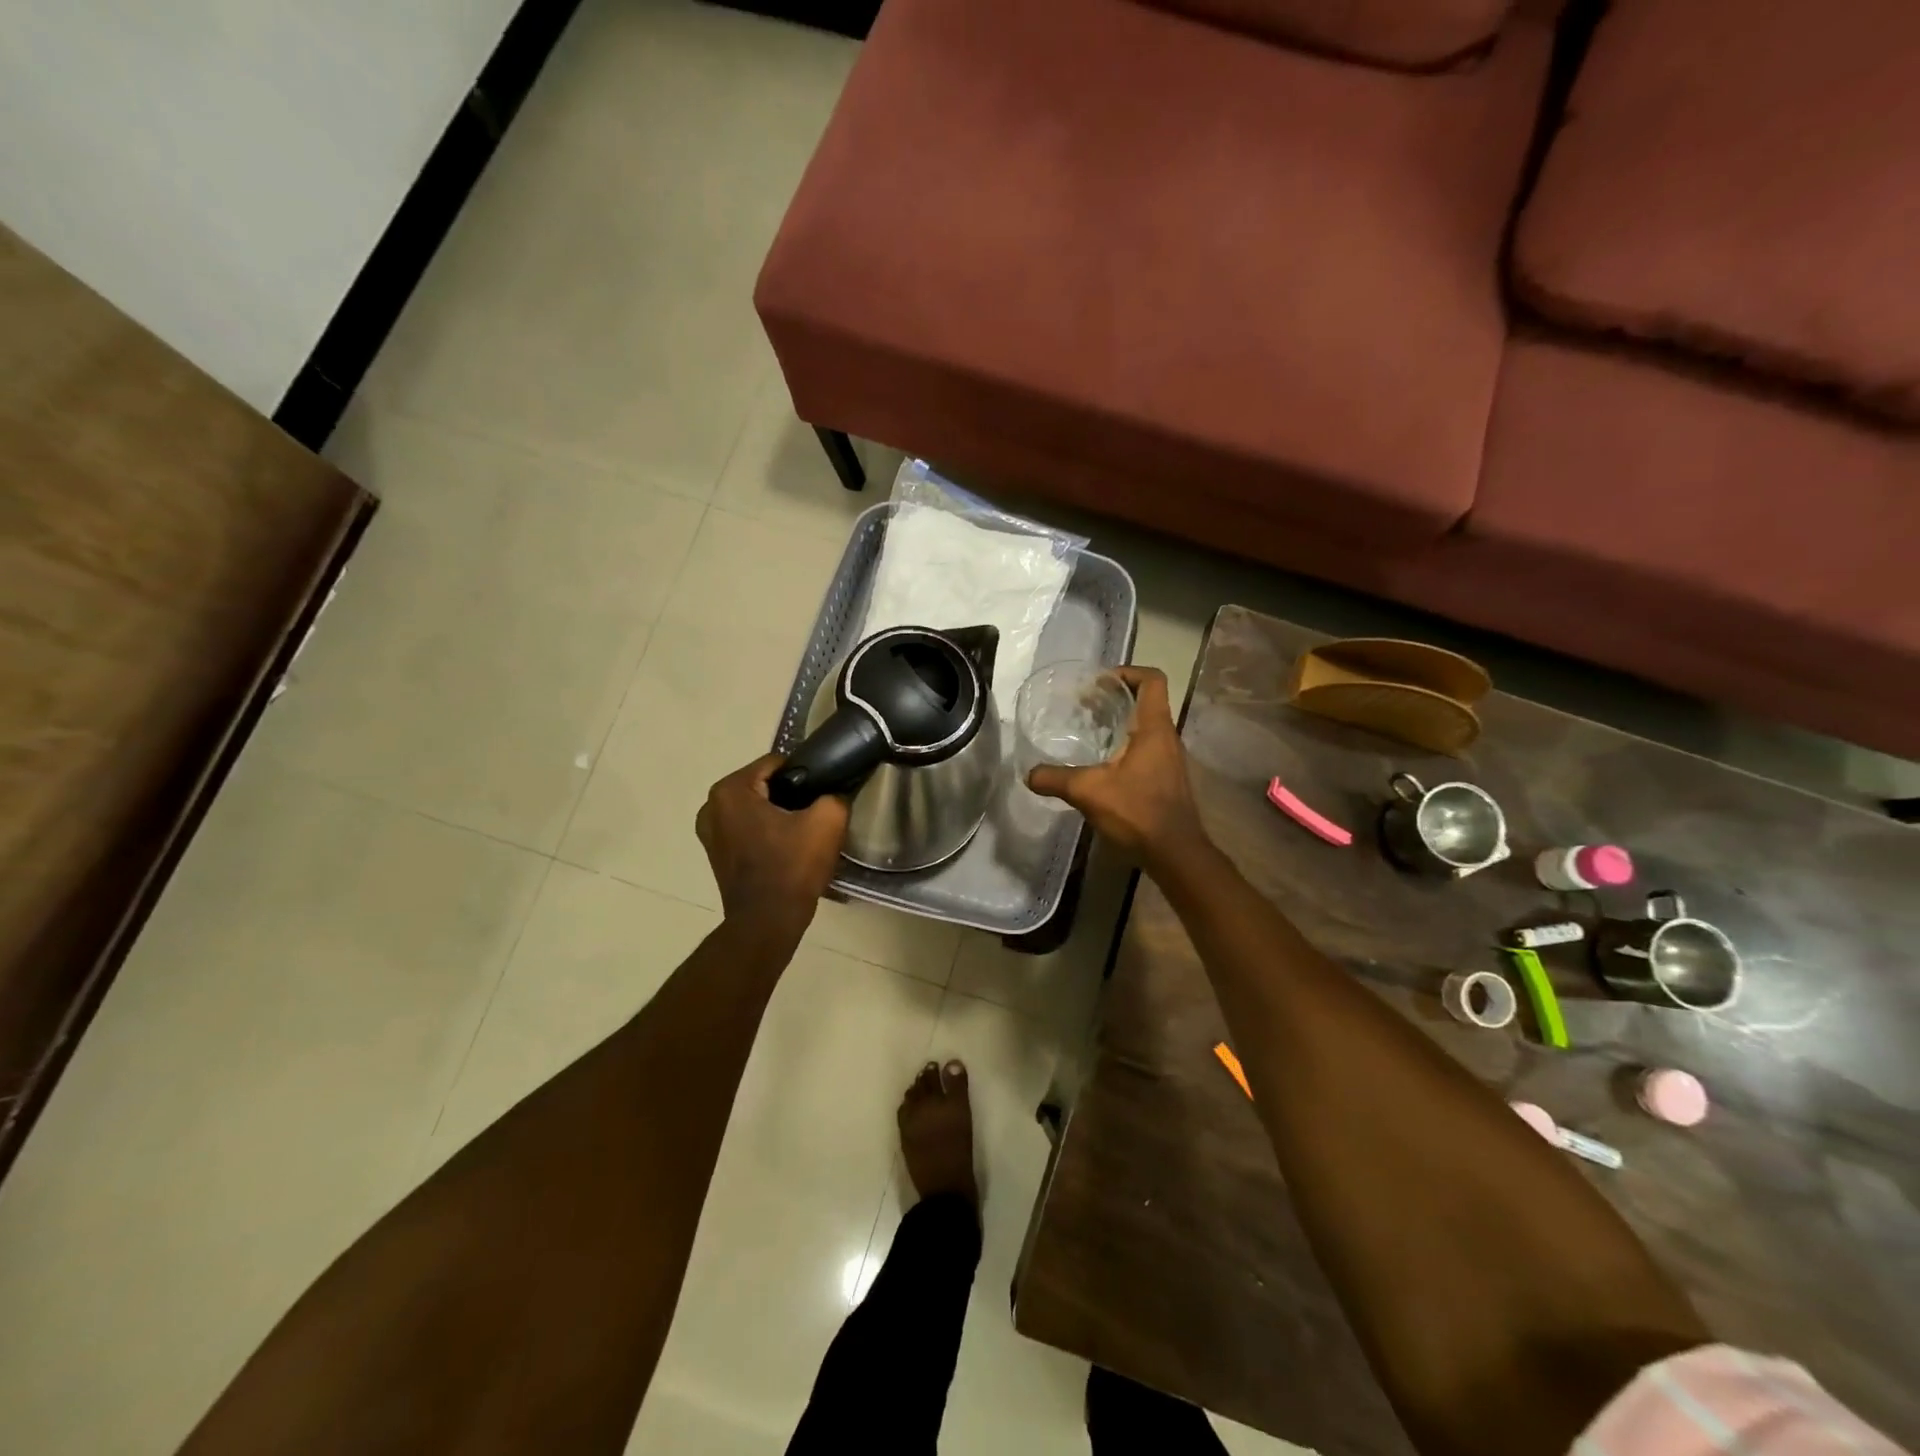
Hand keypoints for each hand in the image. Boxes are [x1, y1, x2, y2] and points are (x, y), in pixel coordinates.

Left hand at [697, 754, 849, 942]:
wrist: (768, 923)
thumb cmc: (792, 867)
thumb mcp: (827, 822)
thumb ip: (834, 794)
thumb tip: (833, 792)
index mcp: (731, 790)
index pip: (776, 764)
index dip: (804, 774)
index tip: (822, 792)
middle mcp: (711, 806)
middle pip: (763, 786)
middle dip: (790, 795)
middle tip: (816, 814)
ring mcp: (709, 833)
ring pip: (755, 809)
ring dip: (778, 815)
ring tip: (804, 833)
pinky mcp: (716, 854)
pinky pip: (747, 829)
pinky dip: (766, 833)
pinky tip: (788, 848)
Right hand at [1026, 666, 1209, 871]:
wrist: (1176, 854)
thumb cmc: (1138, 812)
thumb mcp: (1089, 792)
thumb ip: (1056, 779)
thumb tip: (1029, 774)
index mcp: (1154, 728)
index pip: (1152, 680)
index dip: (1128, 672)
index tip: (1100, 682)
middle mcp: (1167, 738)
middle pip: (1147, 701)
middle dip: (1116, 697)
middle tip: (1084, 705)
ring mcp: (1171, 760)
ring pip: (1147, 727)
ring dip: (1121, 723)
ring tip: (1090, 731)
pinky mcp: (1168, 780)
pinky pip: (1147, 749)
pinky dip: (1126, 746)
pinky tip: (1103, 765)